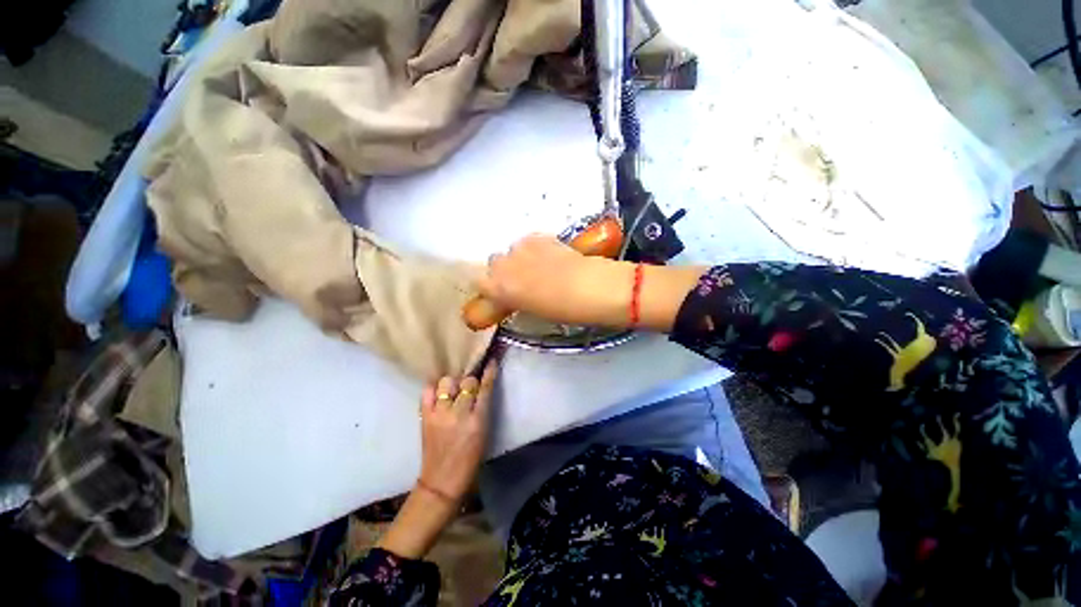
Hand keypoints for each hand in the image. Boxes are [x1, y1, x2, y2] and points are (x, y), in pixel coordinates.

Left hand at [418, 362, 498, 501]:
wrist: (442, 481)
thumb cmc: (470, 459)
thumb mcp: (484, 433)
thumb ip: (483, 408)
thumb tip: (481, 388)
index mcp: (478, 420)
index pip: (485, 387)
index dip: (489, 372)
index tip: (491, 361)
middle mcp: (459, 413)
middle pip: (467, 381)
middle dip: (470, 382)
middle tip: (469, 387)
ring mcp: (439, 414)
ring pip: (448, 382)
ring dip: (453, 383)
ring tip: (453, 391)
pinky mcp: (425, 417)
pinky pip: (428, 391)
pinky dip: (434, 388)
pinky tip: (439, 392)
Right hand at [476, 234, 707, 330]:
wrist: (594, 287)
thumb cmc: (564, 309)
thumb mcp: (533, 311)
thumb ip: (514, 300)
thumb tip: (509, 295)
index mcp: (502, 286)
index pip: (479, 281)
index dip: (490, 289)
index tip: (501, 295)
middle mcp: (506, 263)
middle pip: (494, 263)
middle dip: (504, 273)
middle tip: (522, 284)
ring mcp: (524, 247)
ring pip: (512, 251)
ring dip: (519, 261)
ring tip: (539, 271)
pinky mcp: (541, 237)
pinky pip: (528, 244)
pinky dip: (533, 251)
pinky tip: (549, 259)